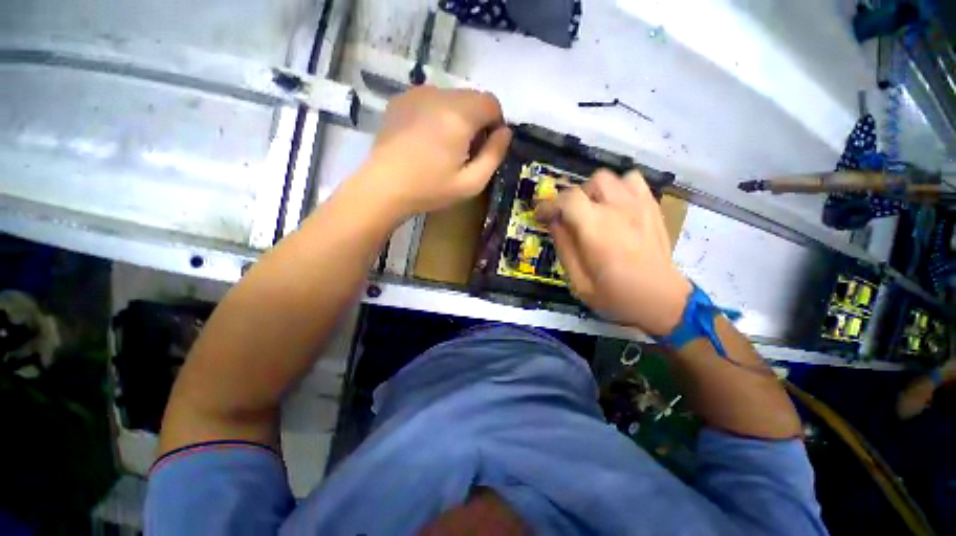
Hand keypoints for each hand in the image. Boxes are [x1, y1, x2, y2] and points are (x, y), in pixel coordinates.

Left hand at [359, 86, 511, 216]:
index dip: (495, 124)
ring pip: (451, 98)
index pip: (491, 102)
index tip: (485, 147)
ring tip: (442, 147)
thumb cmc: (430, 189)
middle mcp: (439, 94)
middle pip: (471, 98)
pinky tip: (424, 140)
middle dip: (476, 121)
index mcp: (459, 115)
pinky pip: (430, 100)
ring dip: (456, 118)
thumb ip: (494, 155)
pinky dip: (436, 115)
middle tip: (464, 152)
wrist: (383, 187)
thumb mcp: (471, 182)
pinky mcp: (401, 99)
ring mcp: (416, 94)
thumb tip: (505, 132)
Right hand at [536, 170, 691, 335]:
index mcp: (596, 228)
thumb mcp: (578, 280)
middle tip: (571, 218)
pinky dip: (618, 188)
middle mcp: (618, 209)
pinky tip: (616, 207)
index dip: (549, 205)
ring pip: (610, 178)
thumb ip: (564, 247)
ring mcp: (639, 205)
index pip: (567, 199)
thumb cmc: (616, 295)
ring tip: (594, 211)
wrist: (661, 300)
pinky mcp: (652, 207)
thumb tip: (554, 222)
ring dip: (595, 191)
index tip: (542, 216)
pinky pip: (633, 181)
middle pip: (589, 183)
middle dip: (573, 198)